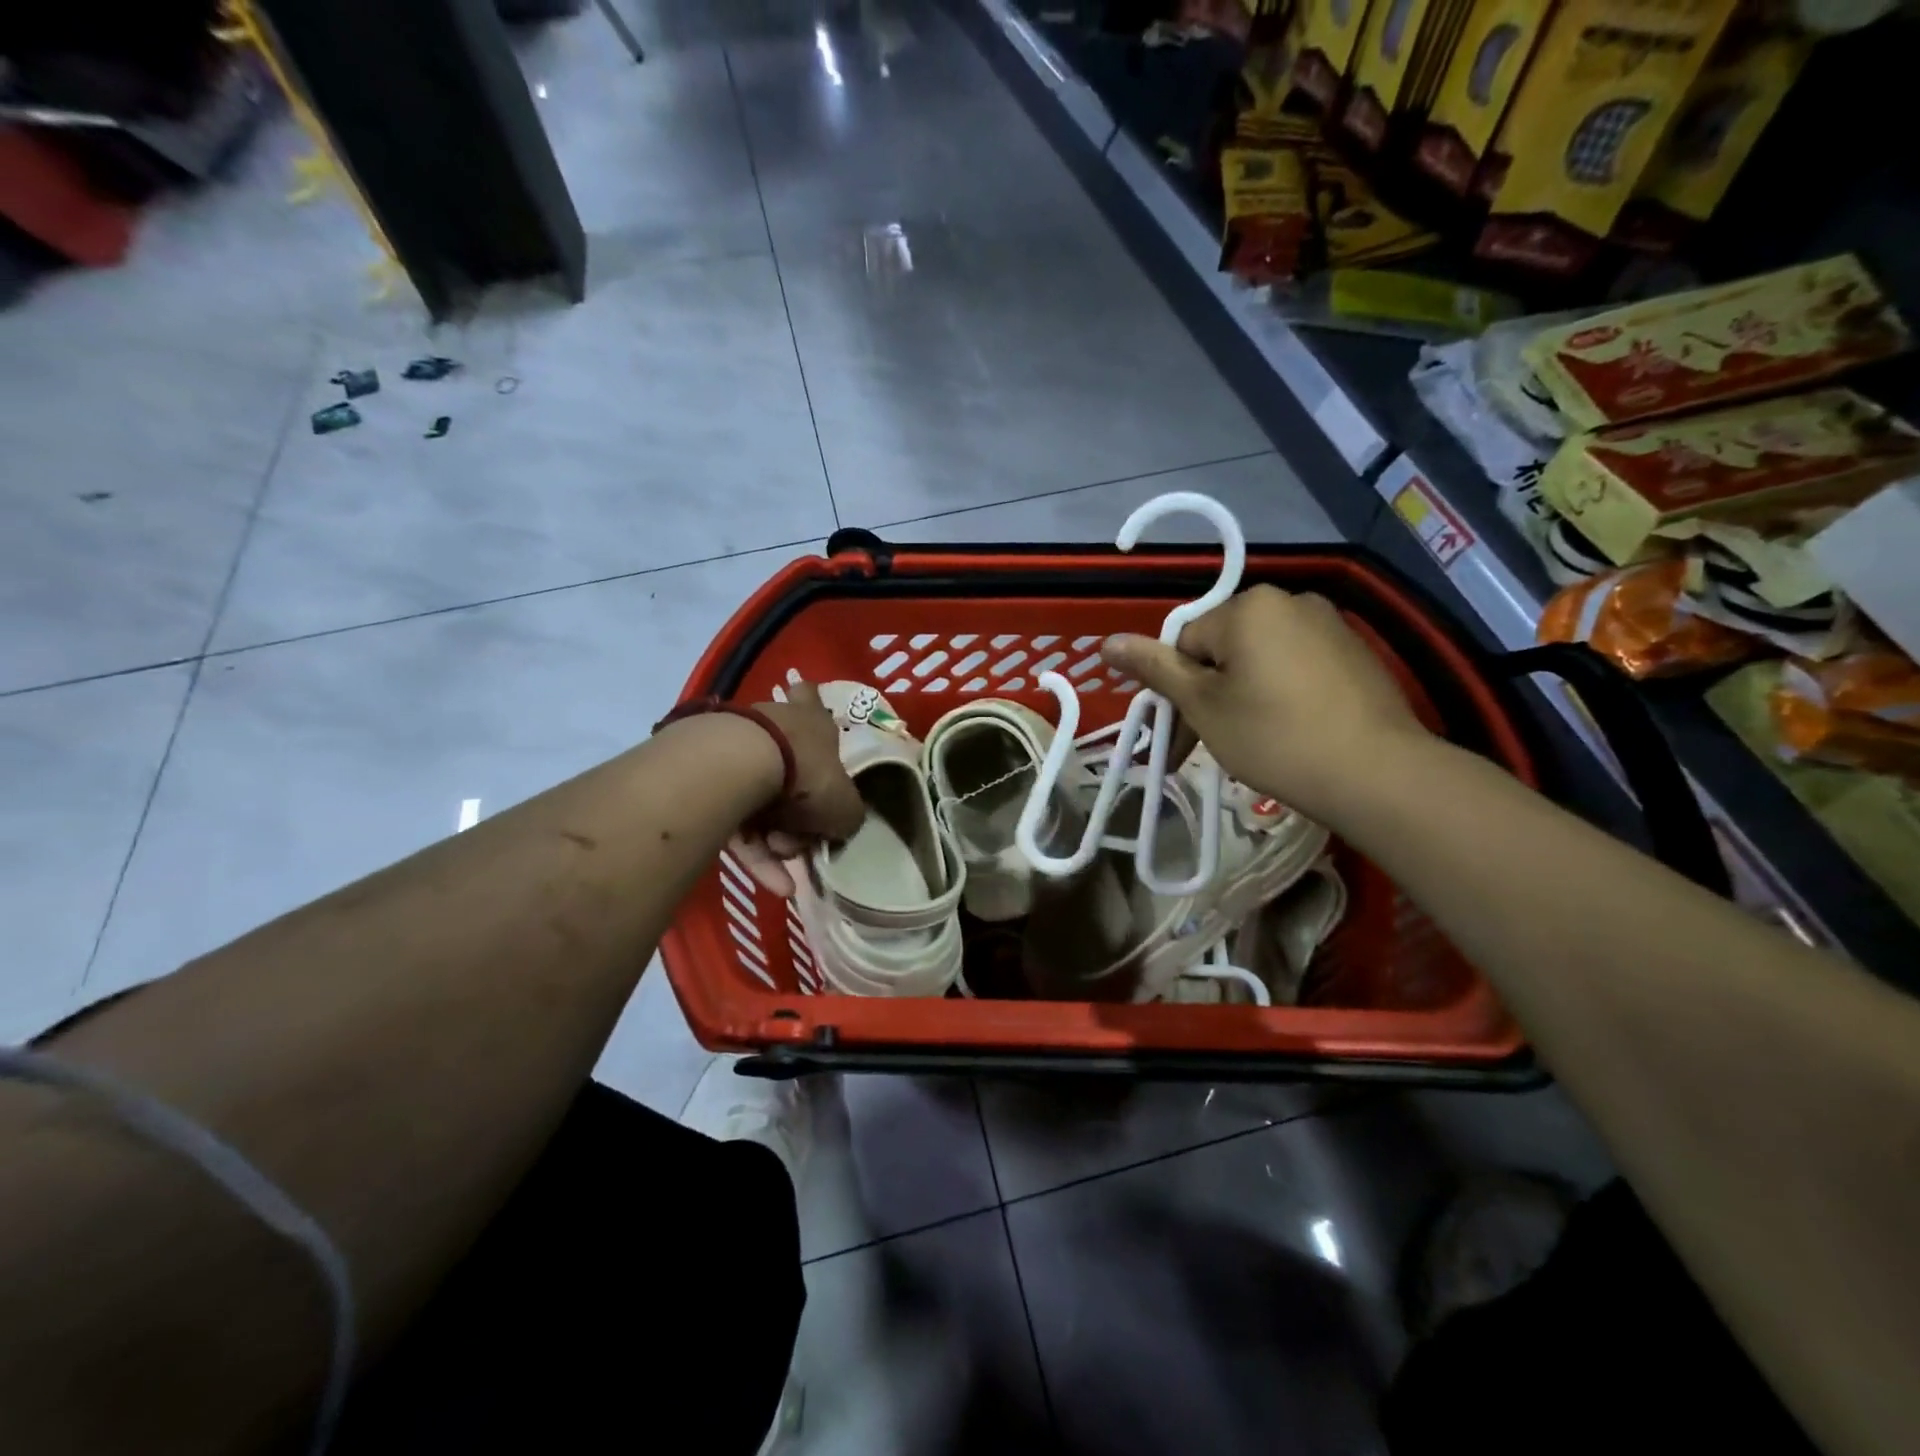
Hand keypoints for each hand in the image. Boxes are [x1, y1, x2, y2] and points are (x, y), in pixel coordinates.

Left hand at [731, 682, 863, 896]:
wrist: (736, 768)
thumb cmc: (805, 775)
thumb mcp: (845, 806)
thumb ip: (846, 816)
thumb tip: (838, 826)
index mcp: (810, 721)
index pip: (811, 698)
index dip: (812, 706)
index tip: (810, 725)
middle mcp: (771, 727)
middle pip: (788, 766)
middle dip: (797, 809)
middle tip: (803, 836)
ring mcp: (733, 750)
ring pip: (761, 800)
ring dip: (775, 838)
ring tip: (782, 863)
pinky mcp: (704, 781)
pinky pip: (735, 821)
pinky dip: (754, 853)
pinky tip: (772, 884)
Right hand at [1101, 586, 1428, 820]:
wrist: (1376, 773)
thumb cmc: (1274, 737)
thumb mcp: (1203, 706)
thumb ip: (1156, 669)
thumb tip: (1108, 642)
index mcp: (1248, 606)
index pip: (1186, 642)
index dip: (1179, 690)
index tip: (1182, 736)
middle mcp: (1290, 600)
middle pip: (1223, 647)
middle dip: (1211, 693)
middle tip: (1214, 743)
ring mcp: (1329, 624)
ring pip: (1260, 658)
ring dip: (1243, 694)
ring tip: (1254, 742)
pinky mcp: (1356, 652)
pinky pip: (1297, 665)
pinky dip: (1282, 693)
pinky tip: (1291, 731)